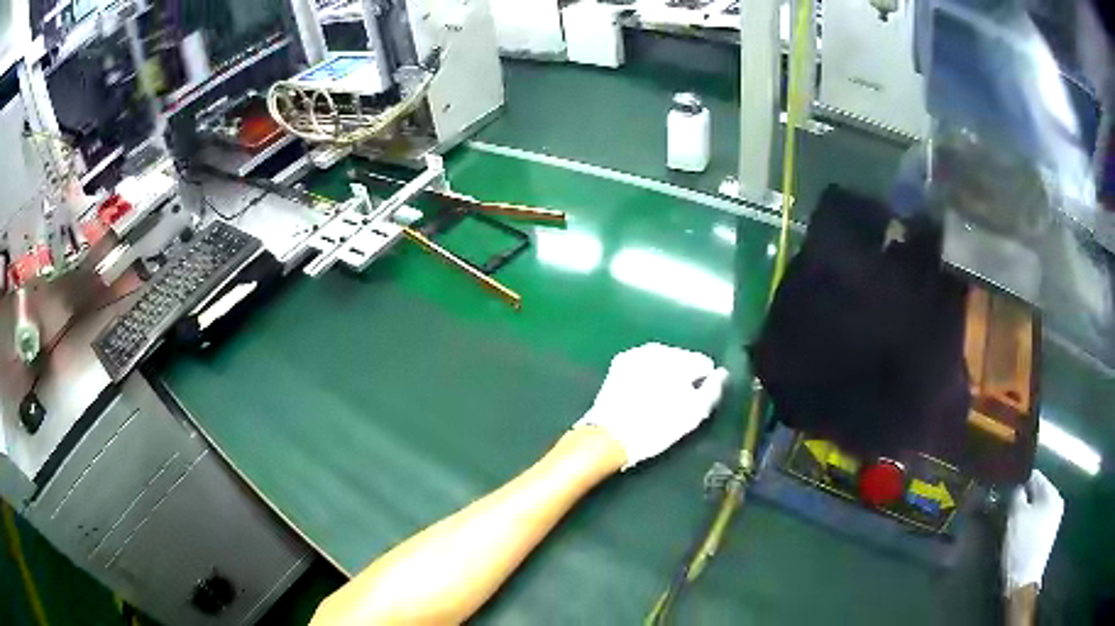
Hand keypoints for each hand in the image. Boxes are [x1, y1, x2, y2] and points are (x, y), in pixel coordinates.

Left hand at [576, 343, 728, 469]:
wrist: (610, 435)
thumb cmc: (656, 427)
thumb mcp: (694, 414)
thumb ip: (713, 390)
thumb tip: (722, 373)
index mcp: (678, 359)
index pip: (703, 364)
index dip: (703, 383)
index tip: (695, 401)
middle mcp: (658, 349)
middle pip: (682, 359)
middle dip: (683, 376)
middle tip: (677, 403)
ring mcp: (636, 353)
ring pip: (663, 360)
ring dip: (666, 374)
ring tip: (660, 400)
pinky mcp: (620, 362)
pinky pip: (644, 364)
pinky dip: (648, 374)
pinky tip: (644, 394)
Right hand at [1003, 470, 1063, 593]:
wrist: (1022, 584)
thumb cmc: (1022, 546)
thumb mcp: (1016, 516)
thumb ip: (1015, 494)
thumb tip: (1012, 484)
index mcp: (1053, 492)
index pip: (1034, 476)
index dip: (1017, 481)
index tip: (1002, 490)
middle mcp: (1057, 502)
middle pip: (1036, 493)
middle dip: (1021, 499)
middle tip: (1003, 508)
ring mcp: (1053, 522)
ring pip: (1035, 509)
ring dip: (1023, 514)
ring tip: (1008, 523)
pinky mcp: (1045, 539)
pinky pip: (1035, 523)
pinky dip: (1026, 526)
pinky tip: (1016, 536)